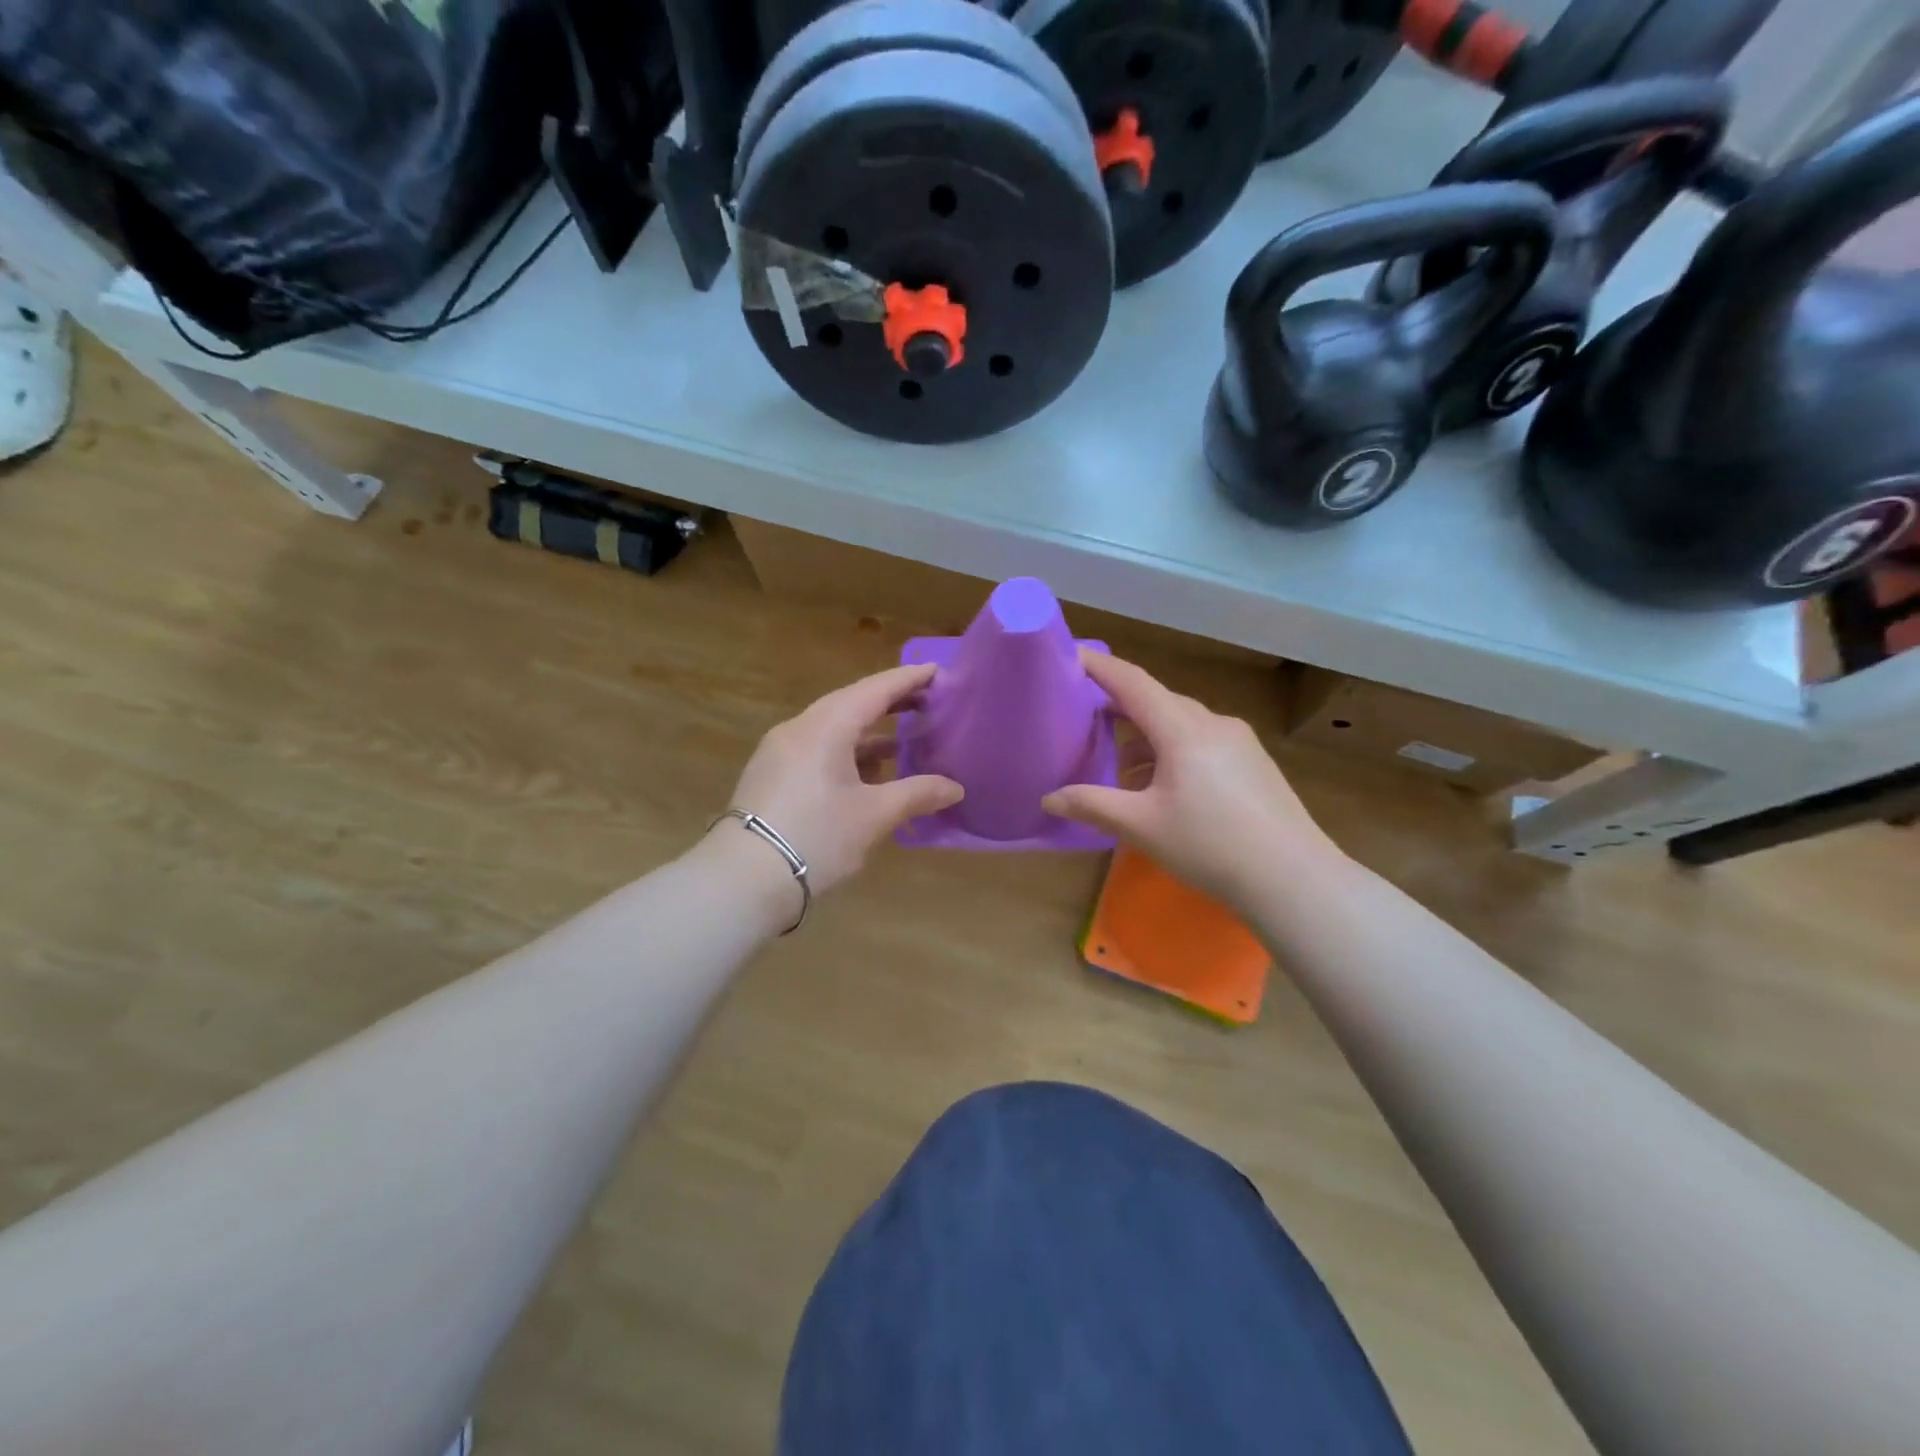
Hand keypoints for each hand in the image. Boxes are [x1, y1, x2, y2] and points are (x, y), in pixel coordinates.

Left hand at [710, 663, 963, 903]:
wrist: (743, 880)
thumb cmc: (817, 837)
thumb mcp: (874, 816)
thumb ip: (917, 794)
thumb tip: (955, 788)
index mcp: (826, 727)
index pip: (874, 690)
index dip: (908, 680)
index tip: (937, 671)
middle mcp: (799, 729)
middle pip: (851, 704)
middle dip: (889, 704)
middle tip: (926, 703)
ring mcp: (779, 752)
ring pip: (832, 730)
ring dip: (867, 735)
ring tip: (902, 746)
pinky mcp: (770, 776)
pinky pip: (816, 751)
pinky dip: (846, 755)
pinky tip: (865, 777)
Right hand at [1042, 652, 1338, 910]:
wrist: (1293, 879)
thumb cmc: (1210, 846)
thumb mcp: (1141, 826)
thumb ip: (1092, 805)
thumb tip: (1048, 800)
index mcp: (1183, 729)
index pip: (1132, 682)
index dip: (1099, 667)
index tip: (1069, 654)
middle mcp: (1212, 723)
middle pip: (1157, 700)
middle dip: (1119, 703)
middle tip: (1083, 713)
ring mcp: (1238, 742)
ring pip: (1180, 723)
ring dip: (1145, 735)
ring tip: (1117, 764)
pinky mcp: (1253, 762)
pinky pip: (1201, 741)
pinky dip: (1171, 750)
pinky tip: (1161, 785)